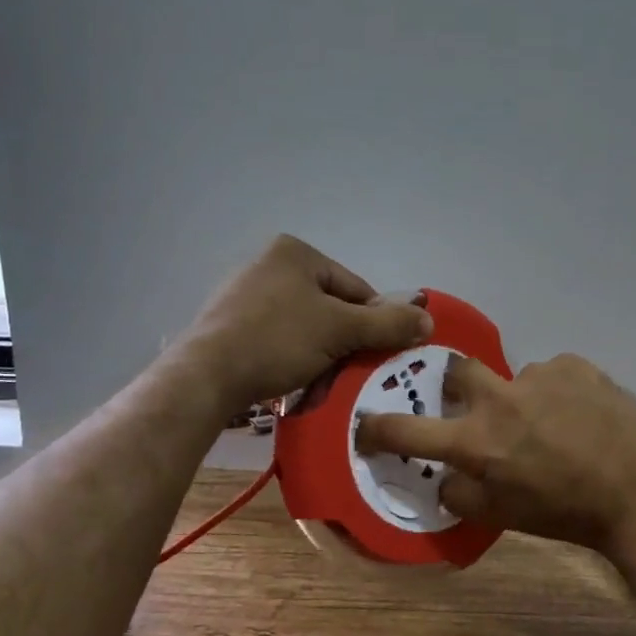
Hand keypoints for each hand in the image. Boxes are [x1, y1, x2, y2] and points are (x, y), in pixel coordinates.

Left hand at [182, 235, 431, 414]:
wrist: (206, 376)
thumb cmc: (277, 340)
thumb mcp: (341, 331)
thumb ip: (387, 324)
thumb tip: (429, 320)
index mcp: (295, 252)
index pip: (355, 288)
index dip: (374, 323)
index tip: (380, 356)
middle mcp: (268, 265)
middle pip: (330, 308)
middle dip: (345, 343)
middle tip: (351, 374)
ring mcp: (245, 295)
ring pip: (306, 328)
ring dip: (321, 356)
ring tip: (322, 384)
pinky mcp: (229, 325)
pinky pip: (278, 340)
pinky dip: (292, 359)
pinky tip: (294, 382)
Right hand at [356, 352, 635, 556]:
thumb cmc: (565, 514)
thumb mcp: (503, 517)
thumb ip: (461, 494)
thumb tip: (445, 476)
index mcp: (476, 442)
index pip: (406, 429)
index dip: (377, 428)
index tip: (367, 425)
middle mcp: (500, 400)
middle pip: (455, 371)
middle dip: (457, 386)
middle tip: (478, 408)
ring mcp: (539, 376)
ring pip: (514, 378)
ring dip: (521, 399)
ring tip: (553, 425)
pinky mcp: (575, 365)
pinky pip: (553, 374)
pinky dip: (557, 392)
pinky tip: (580, 415)